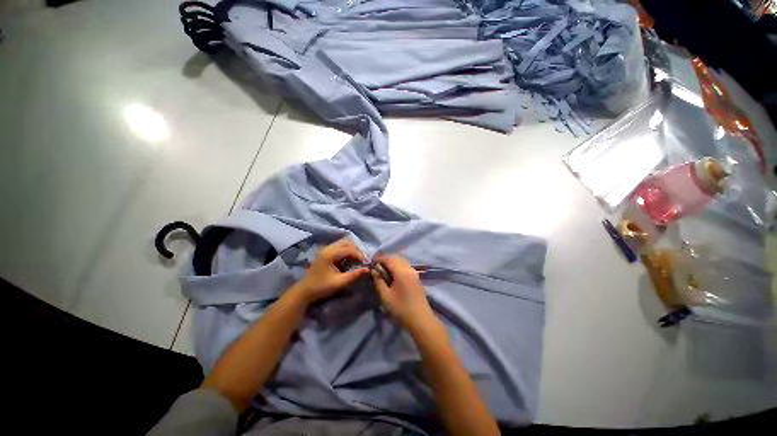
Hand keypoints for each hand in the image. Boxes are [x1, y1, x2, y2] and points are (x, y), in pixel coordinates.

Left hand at [293, 238, 368, 303]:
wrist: (304, 291)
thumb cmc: (321, 287)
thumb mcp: (339, 282)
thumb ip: (354, 275)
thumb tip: (367, 269)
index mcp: (330, 253)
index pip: (349, 249)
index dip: (359, 255)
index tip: (366, 263)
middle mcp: (328, 248)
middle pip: (347, 242)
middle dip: (356, 250)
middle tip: (362, 260)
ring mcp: (326, 249)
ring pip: (343, 243)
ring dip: (352, 250)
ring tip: (357, 260)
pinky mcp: (325, 252)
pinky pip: (339, 247)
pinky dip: (346, 251)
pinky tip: (349, 260)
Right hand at [371, 255, 436, 333]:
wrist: (420, 320)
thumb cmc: (401, 309)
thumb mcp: (385, 296)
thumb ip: (378, 281)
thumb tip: (373, 270)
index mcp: (401, 271)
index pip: (388, 258)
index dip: (378, 258)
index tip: (370, 263)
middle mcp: (409, 268)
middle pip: (395, 257)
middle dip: (384, 259)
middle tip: (375, 267)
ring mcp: (414, 272)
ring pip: (401, 261)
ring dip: (391, 262)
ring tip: (382, 271)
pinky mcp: (416, 277)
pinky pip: (405, 266)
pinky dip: (397, 266)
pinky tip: (391, 275)